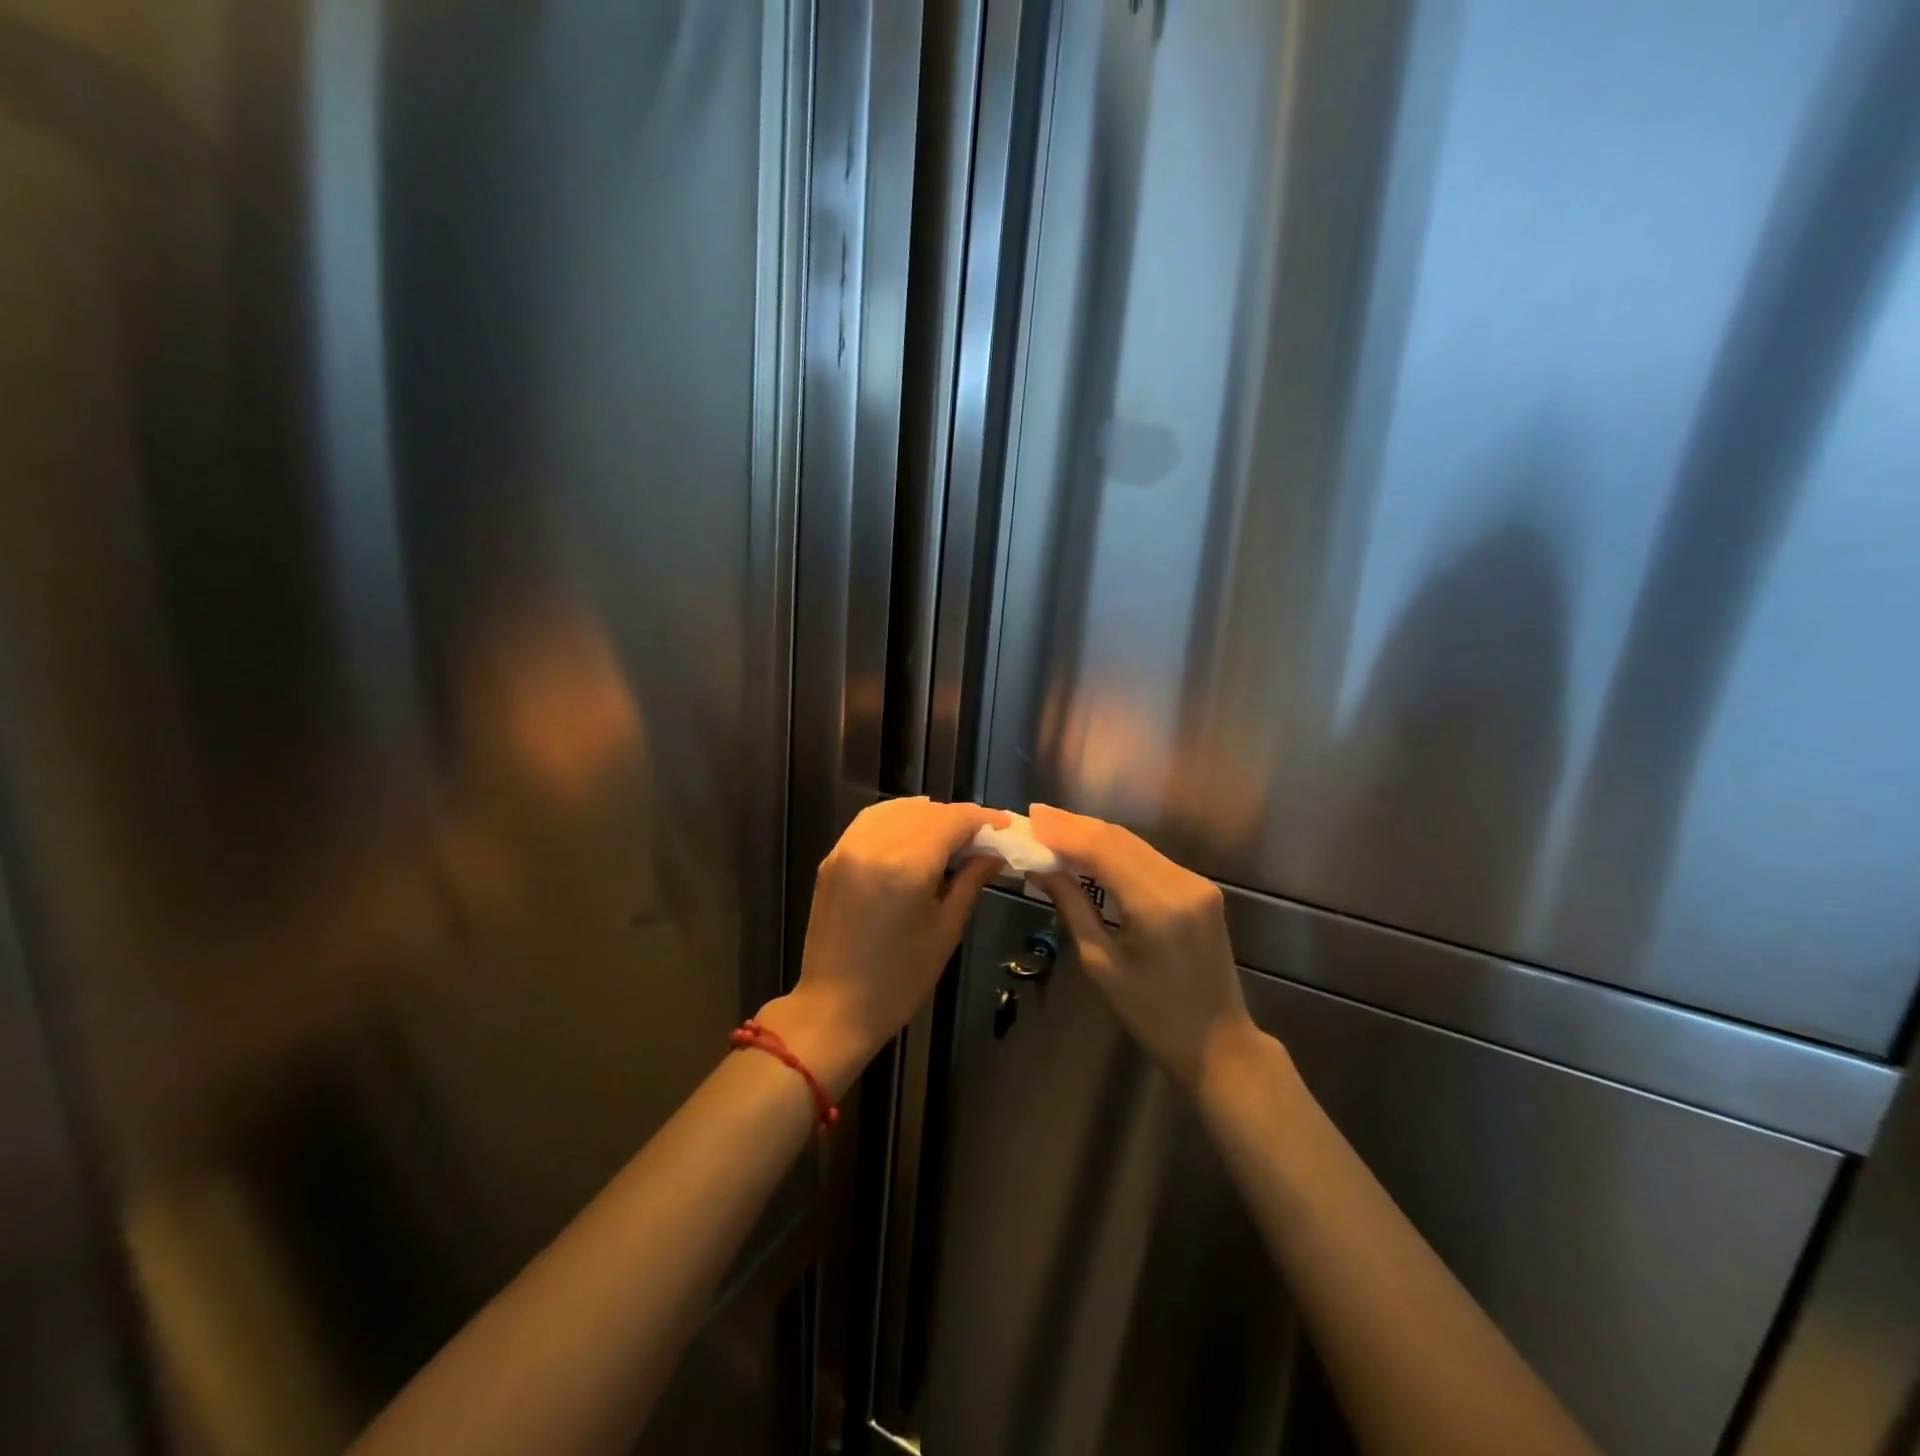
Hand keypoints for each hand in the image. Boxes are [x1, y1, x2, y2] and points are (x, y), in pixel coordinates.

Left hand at [759, 798, 1008, 1095]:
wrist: (836, 1008)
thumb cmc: (900, 979)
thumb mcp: (946, 929)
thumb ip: (971, 881)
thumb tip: (994, 853)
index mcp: (907, 866)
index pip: (952, 821)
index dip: (982, 819)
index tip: (1004, 826)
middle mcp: (875, 846)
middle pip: (926, 811)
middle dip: (957, 818)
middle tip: (982, 836)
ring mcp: (848, 848)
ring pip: (897, 810)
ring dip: (927, 814)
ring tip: (950, 834)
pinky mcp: (833, 858)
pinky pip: (870, 821)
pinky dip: (897, 818)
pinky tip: (914, 831)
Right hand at [1029, 803, 1259, 1093]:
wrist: (1218, 1044)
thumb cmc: (1152, 1016)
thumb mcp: (1101, 964)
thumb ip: (1072, 906)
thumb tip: (1039, 868)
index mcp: (1157, 906)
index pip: (1102, 850)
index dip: (1063, 831)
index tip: (1030, 819)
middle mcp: (1182, 883)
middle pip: (1119, 839)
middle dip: (1074, 826)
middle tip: (1035, 817)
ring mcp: (1196, 883)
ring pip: (1134, 844)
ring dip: (1093, 835)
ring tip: (1053, 829)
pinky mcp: (1200, 889)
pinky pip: (1149, 859)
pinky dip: (1115, 851)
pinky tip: (1088, 850)